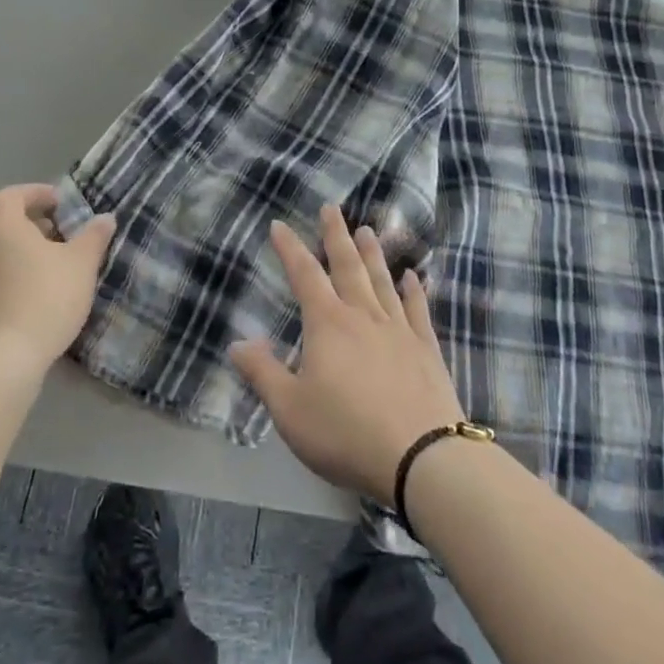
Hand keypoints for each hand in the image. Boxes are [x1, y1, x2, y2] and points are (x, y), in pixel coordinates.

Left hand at [0, 184, 115, 372]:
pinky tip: (31, 300)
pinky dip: (8, 280)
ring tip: (50, 270)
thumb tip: (105, 219)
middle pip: (2, 223)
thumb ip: (94, 236)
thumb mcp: (81, 264)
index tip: (62, 205)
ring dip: (19, 254)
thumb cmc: (43, 299)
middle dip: (32, 225)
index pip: (14, 194)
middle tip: (61, 237)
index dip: (39, 195)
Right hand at [229, 207, 464, 504]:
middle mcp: (363, 315)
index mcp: (328, 324)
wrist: (422, 456)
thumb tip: (237, 343)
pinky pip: (418, 309)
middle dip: (335, 235)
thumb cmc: (346, 432)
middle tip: (331, 208)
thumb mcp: (290, 410)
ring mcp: (399, 328)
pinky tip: (414, 276)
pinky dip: (414, 290)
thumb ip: (263, 374)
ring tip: (367, 230)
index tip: (279, 225)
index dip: (290, 248)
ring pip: (382, 280)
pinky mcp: (426, 348)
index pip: (304, 275)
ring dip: (372, 253)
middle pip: (347, 265)